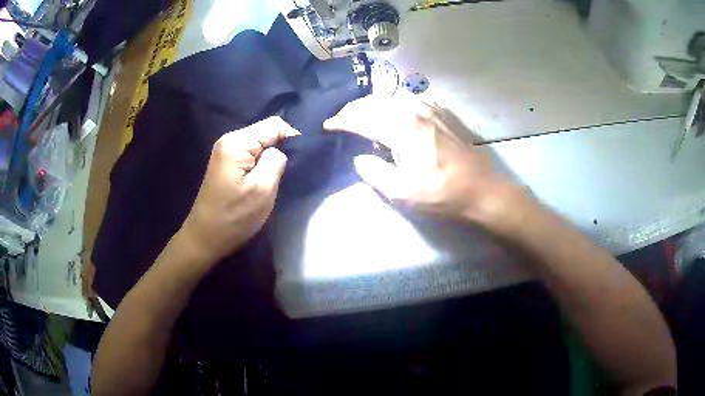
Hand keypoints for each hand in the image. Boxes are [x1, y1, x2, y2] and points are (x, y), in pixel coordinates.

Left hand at [180, 117, 299, 264]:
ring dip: (271, 158)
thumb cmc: (234, 218)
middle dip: (281, 148)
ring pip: (259, 143)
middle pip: (265, 132)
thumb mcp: (262, 190)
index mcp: (237, 142)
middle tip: (289, 173)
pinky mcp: (226, 163)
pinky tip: (263, 180)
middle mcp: (229, 140)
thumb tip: (282, 150)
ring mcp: (225, 151)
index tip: (300, 161)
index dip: (292, 138)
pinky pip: (250, 154)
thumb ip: (276, 161)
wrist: (205, 238)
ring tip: (277, 178)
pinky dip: (261, 163)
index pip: (274, 124)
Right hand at [324, 96, 520, 222]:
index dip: (341, 121)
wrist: (480, 190)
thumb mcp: (401, 192)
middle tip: (341, 120)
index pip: (362, 118)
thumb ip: (374, 172)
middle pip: (375, 102)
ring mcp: (430, 109)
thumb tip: (360, 158)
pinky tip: (393, 112)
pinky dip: (394, 103)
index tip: (328, 126)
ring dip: (373, 104)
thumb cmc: (440, 194)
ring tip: (363, 116)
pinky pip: (411, 100)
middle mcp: (413, 110)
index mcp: (401, 128)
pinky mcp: (442, 113)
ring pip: (392, 98)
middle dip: (354, 109)